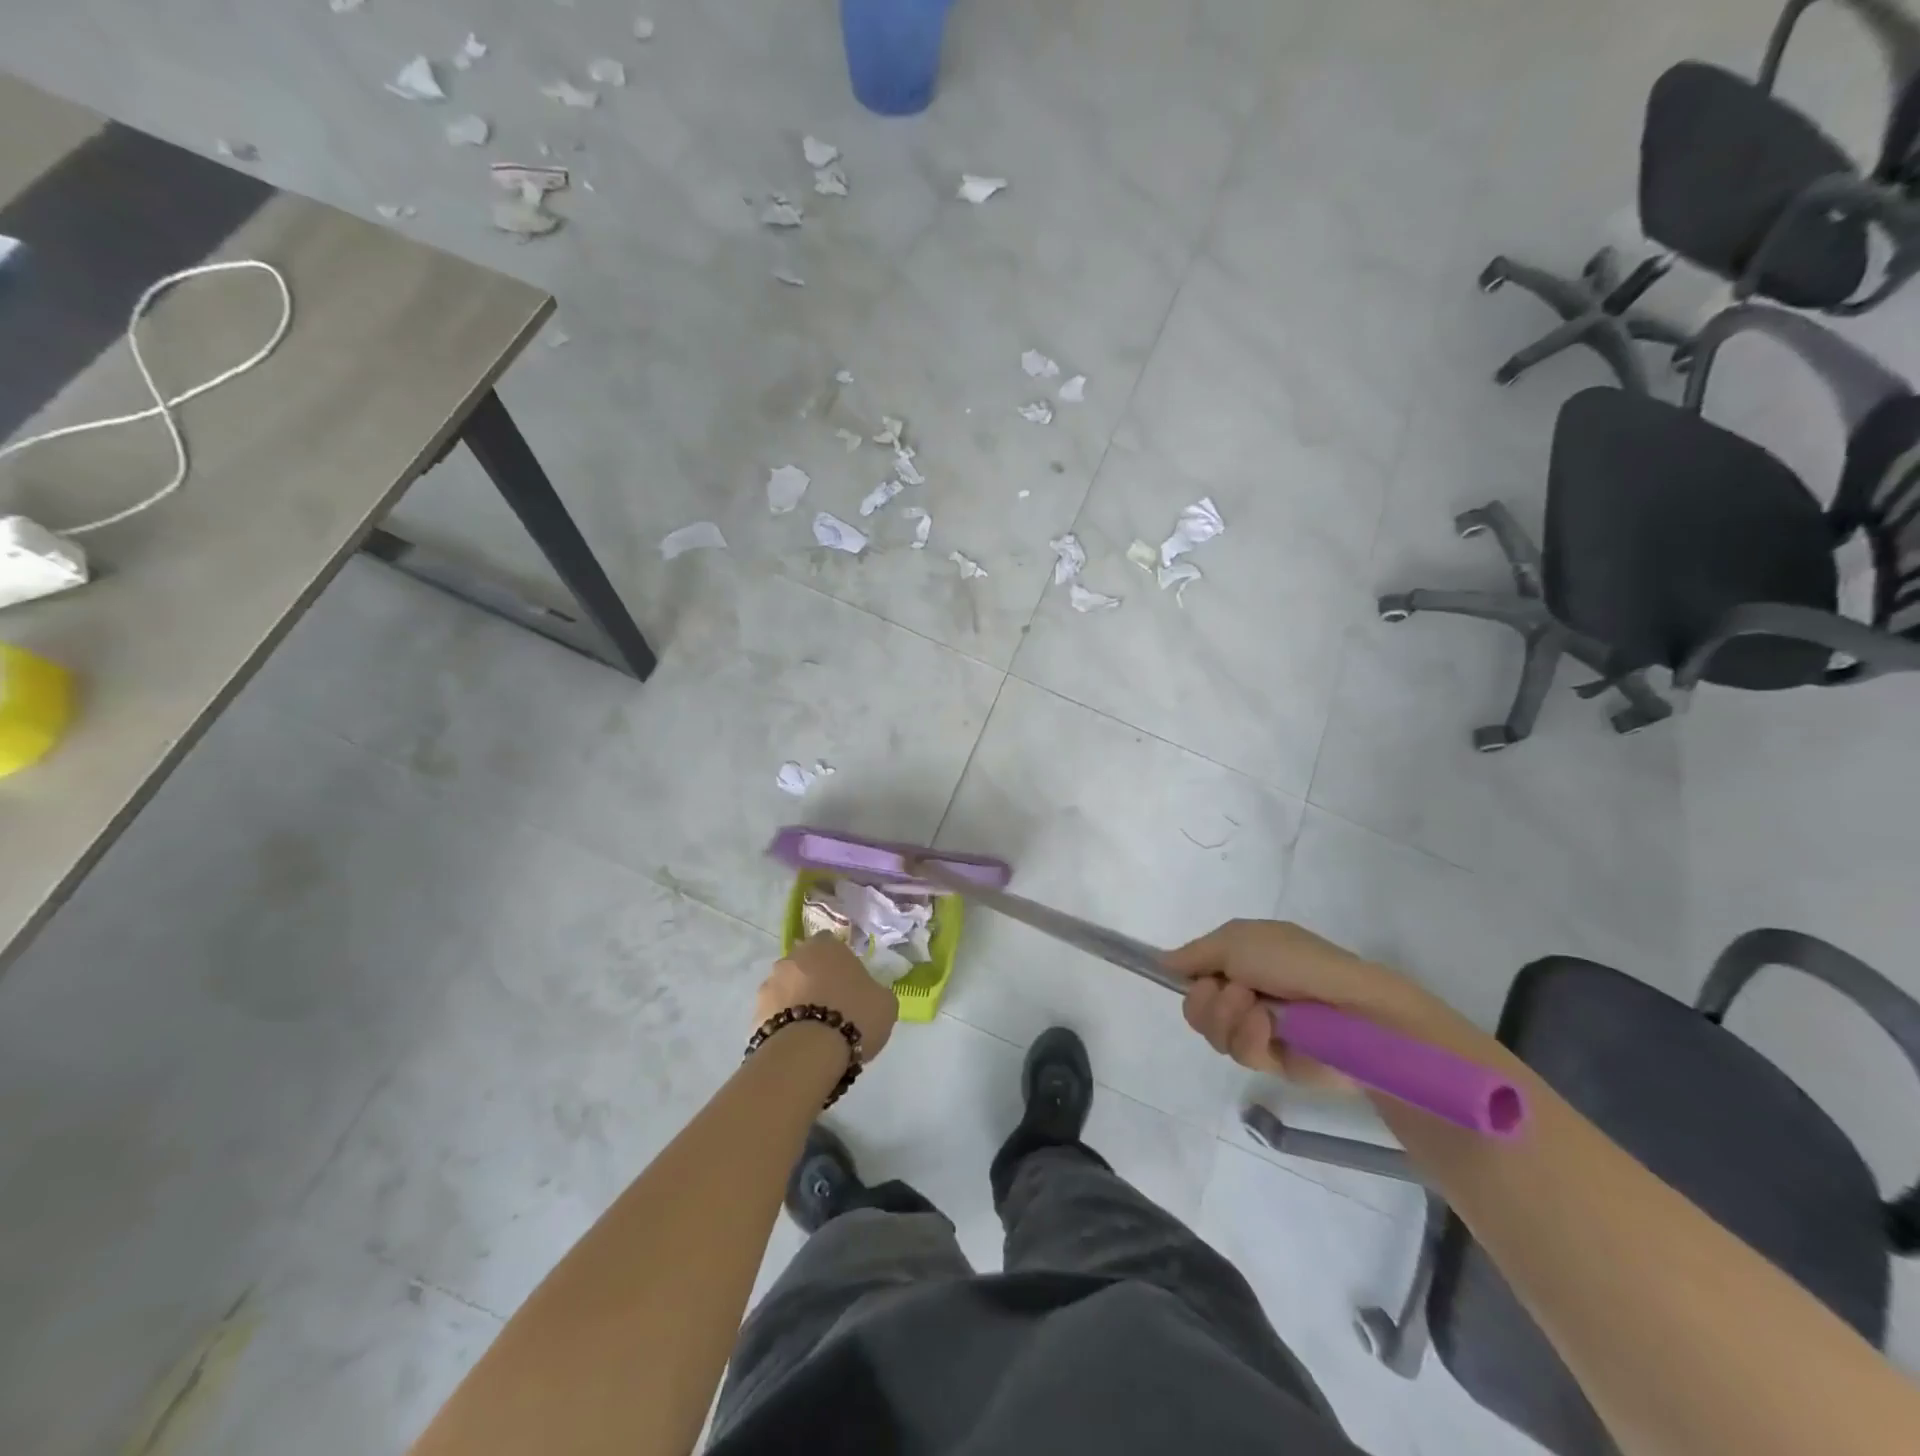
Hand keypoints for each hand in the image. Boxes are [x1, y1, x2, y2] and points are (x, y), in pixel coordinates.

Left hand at [754, 934, 899, 1061]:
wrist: (809, 1053)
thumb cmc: (854, 1016)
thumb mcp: (885, 1001)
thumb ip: (874, 989)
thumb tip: (868, 992)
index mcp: (825, 946)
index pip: (830, 942)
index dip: (839, 961)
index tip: (848, 981)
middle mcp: (793, 957)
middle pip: (805, 964)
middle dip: (814, 979)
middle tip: (831, 1005)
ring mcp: (770, 984)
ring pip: (786, 989)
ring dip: (796, 1001)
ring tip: (813, 1030)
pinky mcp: (755, 1014)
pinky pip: (774, 1015)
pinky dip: (783, 1024)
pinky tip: (798, 1043)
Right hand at [1166, 920, 1478, 1089]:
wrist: (1352, 1009)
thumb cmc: (1296, 962)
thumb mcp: (1238, 939)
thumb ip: (1195, 952)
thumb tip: (1163, 963)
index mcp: (1240, 959)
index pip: (1194, 973)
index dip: (1190, 977)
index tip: (1192, 977)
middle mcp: (1244, 992)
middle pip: (1195, 1007)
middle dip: (1208, 999)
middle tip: (1235, 991)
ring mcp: (1257, 1028)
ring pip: (1212, 1032)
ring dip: (1230, 1017)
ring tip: (1259, 1010)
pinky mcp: (1272, 1061)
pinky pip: (1239, 1053)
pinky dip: (1251, 1038)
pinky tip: (1271, 1029)